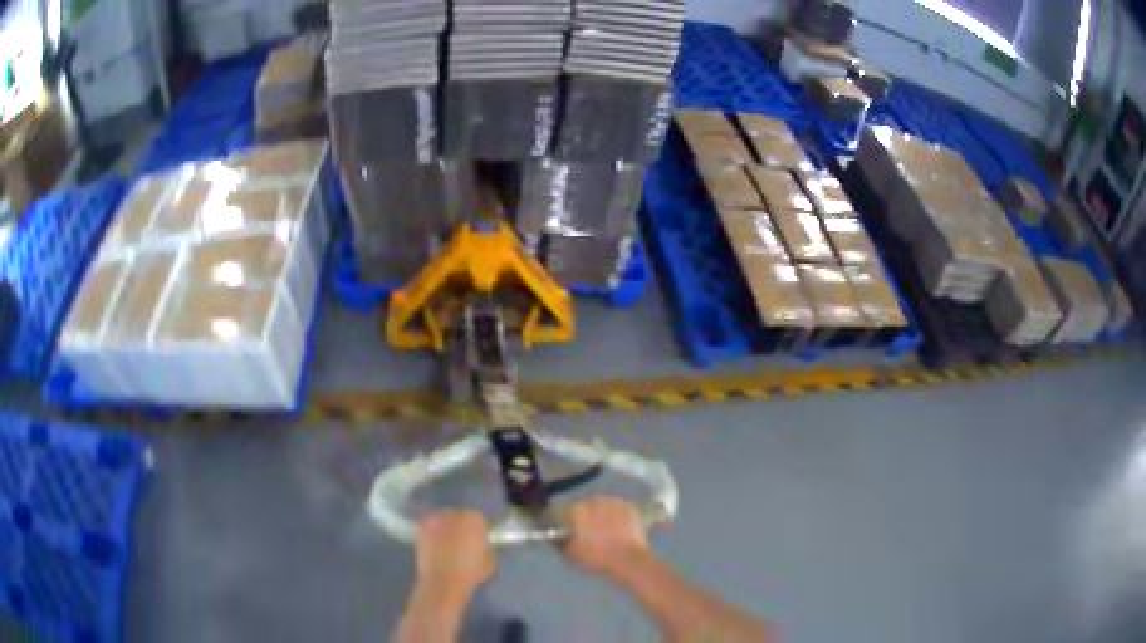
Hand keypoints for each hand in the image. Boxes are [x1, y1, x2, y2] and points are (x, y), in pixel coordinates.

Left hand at [415, 510, 495, 594]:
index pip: (477, 518)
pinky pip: (428, 527)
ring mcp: (435, 521)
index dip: (477, 530)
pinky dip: (431, 534)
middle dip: (460, 527)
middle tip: (460, 541)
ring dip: (445, 528)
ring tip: (445, 544)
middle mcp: (453, 515)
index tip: (477, 540)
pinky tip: (433, 545)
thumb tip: (483, 546)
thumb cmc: (470, 573)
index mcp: (474, 520)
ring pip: (442, 520)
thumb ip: (487, 549)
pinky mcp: (421, 529)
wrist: (443, 582)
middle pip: (458, 516)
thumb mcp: (489, 562)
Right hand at [563, 496, 649, 576]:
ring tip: (606, 528)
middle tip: (589, 531)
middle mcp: (594, 501)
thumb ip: (561, 542)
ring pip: (603, 506)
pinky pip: (619, 509)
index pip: (563, 512)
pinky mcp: (630, 506)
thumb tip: (558, 537)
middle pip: (585, 506)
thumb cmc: (597, 557)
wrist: (629, 559)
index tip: (567, 530)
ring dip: (602, 514)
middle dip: (585, 516)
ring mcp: (614, 502)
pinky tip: (620, 527)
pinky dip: (618, 515)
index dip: (564, 522)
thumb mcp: (572, 554)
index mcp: (576, 511)